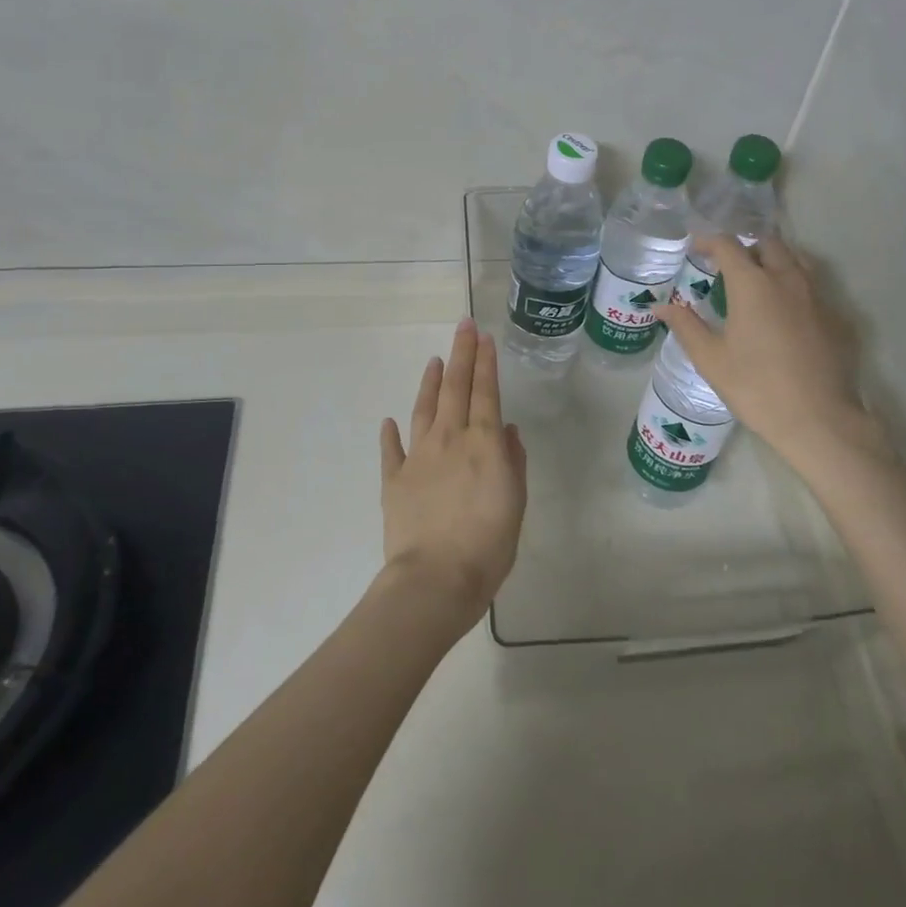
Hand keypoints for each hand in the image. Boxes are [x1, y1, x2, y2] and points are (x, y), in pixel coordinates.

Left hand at [378, 319, 528, 629]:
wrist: (435, 579)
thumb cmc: (488, 545)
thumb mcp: (516, 503)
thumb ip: (513, 462)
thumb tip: (507, 430)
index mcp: (483, 443)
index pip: (486, 392)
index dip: (485, 362)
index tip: (483, 337)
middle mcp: (450, 439)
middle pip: (455, 389)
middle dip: (461, 355)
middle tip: (463, 327)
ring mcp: (418, 457)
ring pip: (424, 409)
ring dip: (430, 382)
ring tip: (435, 360)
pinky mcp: (394, 480)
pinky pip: (392, 450)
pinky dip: (390, 433)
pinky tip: (389, 419)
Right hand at [655, 235, 889, 473]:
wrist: (819, 420)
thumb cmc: (756, 388)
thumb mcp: (711, 360)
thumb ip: (686, 326)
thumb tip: (660, 306)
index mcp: (752, 284)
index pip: (728, 245)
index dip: (709, 242)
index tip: (696, 249)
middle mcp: (787, 279)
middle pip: (768, 244)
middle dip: (746, 248)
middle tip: (728, 267)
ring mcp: (818, 296)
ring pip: (797, 260)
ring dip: (775, 260)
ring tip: (759, 281)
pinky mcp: (838, 317)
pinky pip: (815, 288)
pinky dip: (796, 287)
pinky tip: (787, 313)